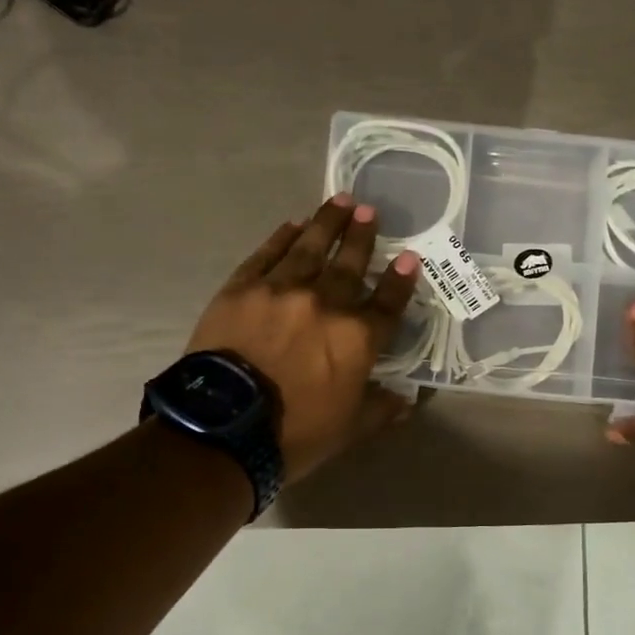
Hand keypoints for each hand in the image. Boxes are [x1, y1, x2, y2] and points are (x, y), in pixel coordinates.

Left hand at [187, 194, 420, 481]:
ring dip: (328, 223)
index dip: (401, 280)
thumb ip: (381, 409)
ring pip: (310, 248)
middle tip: (370, 211)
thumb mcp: (350, 429)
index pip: (388, 303)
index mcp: (357, 338)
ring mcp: (281, 290)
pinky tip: (293, 224)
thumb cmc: (295, 434)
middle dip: (363, 237)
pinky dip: (282, 237)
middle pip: (350, 264)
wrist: (224, 427)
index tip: (410, 258)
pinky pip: (267, 254)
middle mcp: (325, 304)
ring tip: (341, 200)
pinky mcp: (242, 288)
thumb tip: (407, 401)